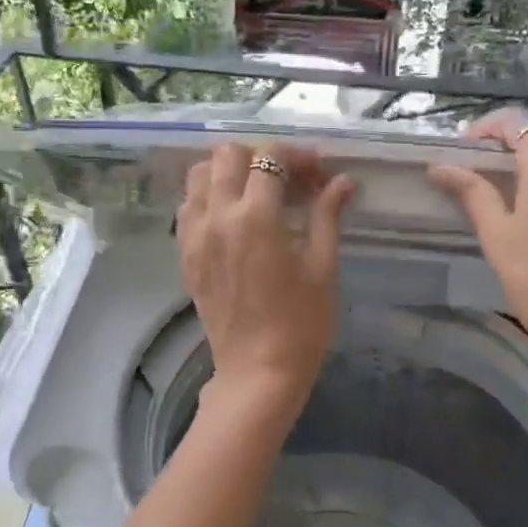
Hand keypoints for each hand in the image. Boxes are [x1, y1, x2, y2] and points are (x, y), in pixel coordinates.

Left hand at [178, 143, 354, 410]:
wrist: (258, 371)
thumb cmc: (301, 323)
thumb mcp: (322, 266)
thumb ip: (327, 216)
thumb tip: (342, 182)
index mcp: (255, 217)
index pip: (269, 158)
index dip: (296, 156)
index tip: (316, 173)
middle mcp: (217, 217)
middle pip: (226, 155)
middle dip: (259, 157)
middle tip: (286, 181)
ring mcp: (195, 236)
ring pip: (198, 176)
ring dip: (227, 173)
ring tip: (255, 193)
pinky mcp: (185, 256)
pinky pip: (187, 208)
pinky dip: (207, 198)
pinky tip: (232, 217)